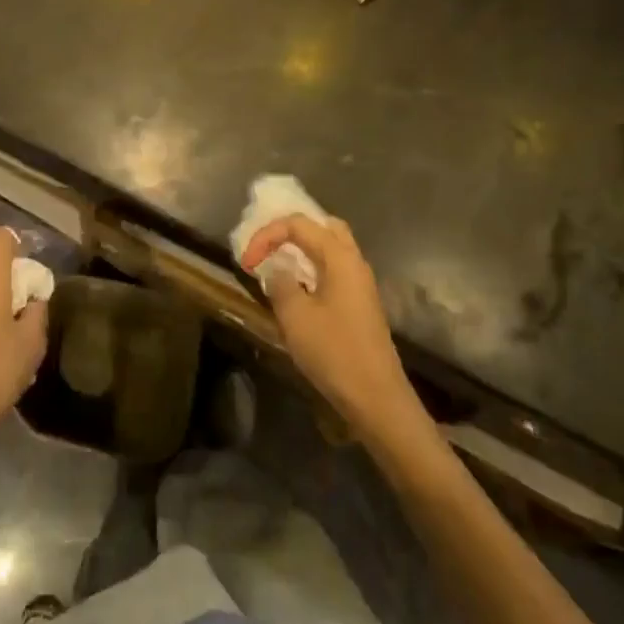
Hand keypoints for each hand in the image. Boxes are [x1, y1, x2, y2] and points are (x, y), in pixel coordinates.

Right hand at [241, 214, 423, 443]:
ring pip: (330, 249)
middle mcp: (354, 262)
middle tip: (268, 248)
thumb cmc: (334, 352)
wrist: (377, 398)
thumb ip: (280, 283)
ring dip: (302, 250)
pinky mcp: (360, 304)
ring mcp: (360, 283)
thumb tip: (276, 270)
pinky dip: (312, 268)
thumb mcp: (295, 317)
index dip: (267, 235)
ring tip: (278, 264)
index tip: (246, 262)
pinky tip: (297, 289)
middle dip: (291, 231)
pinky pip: (334, 270)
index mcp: (339, 257)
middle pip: (323, 227)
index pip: (298, 224)